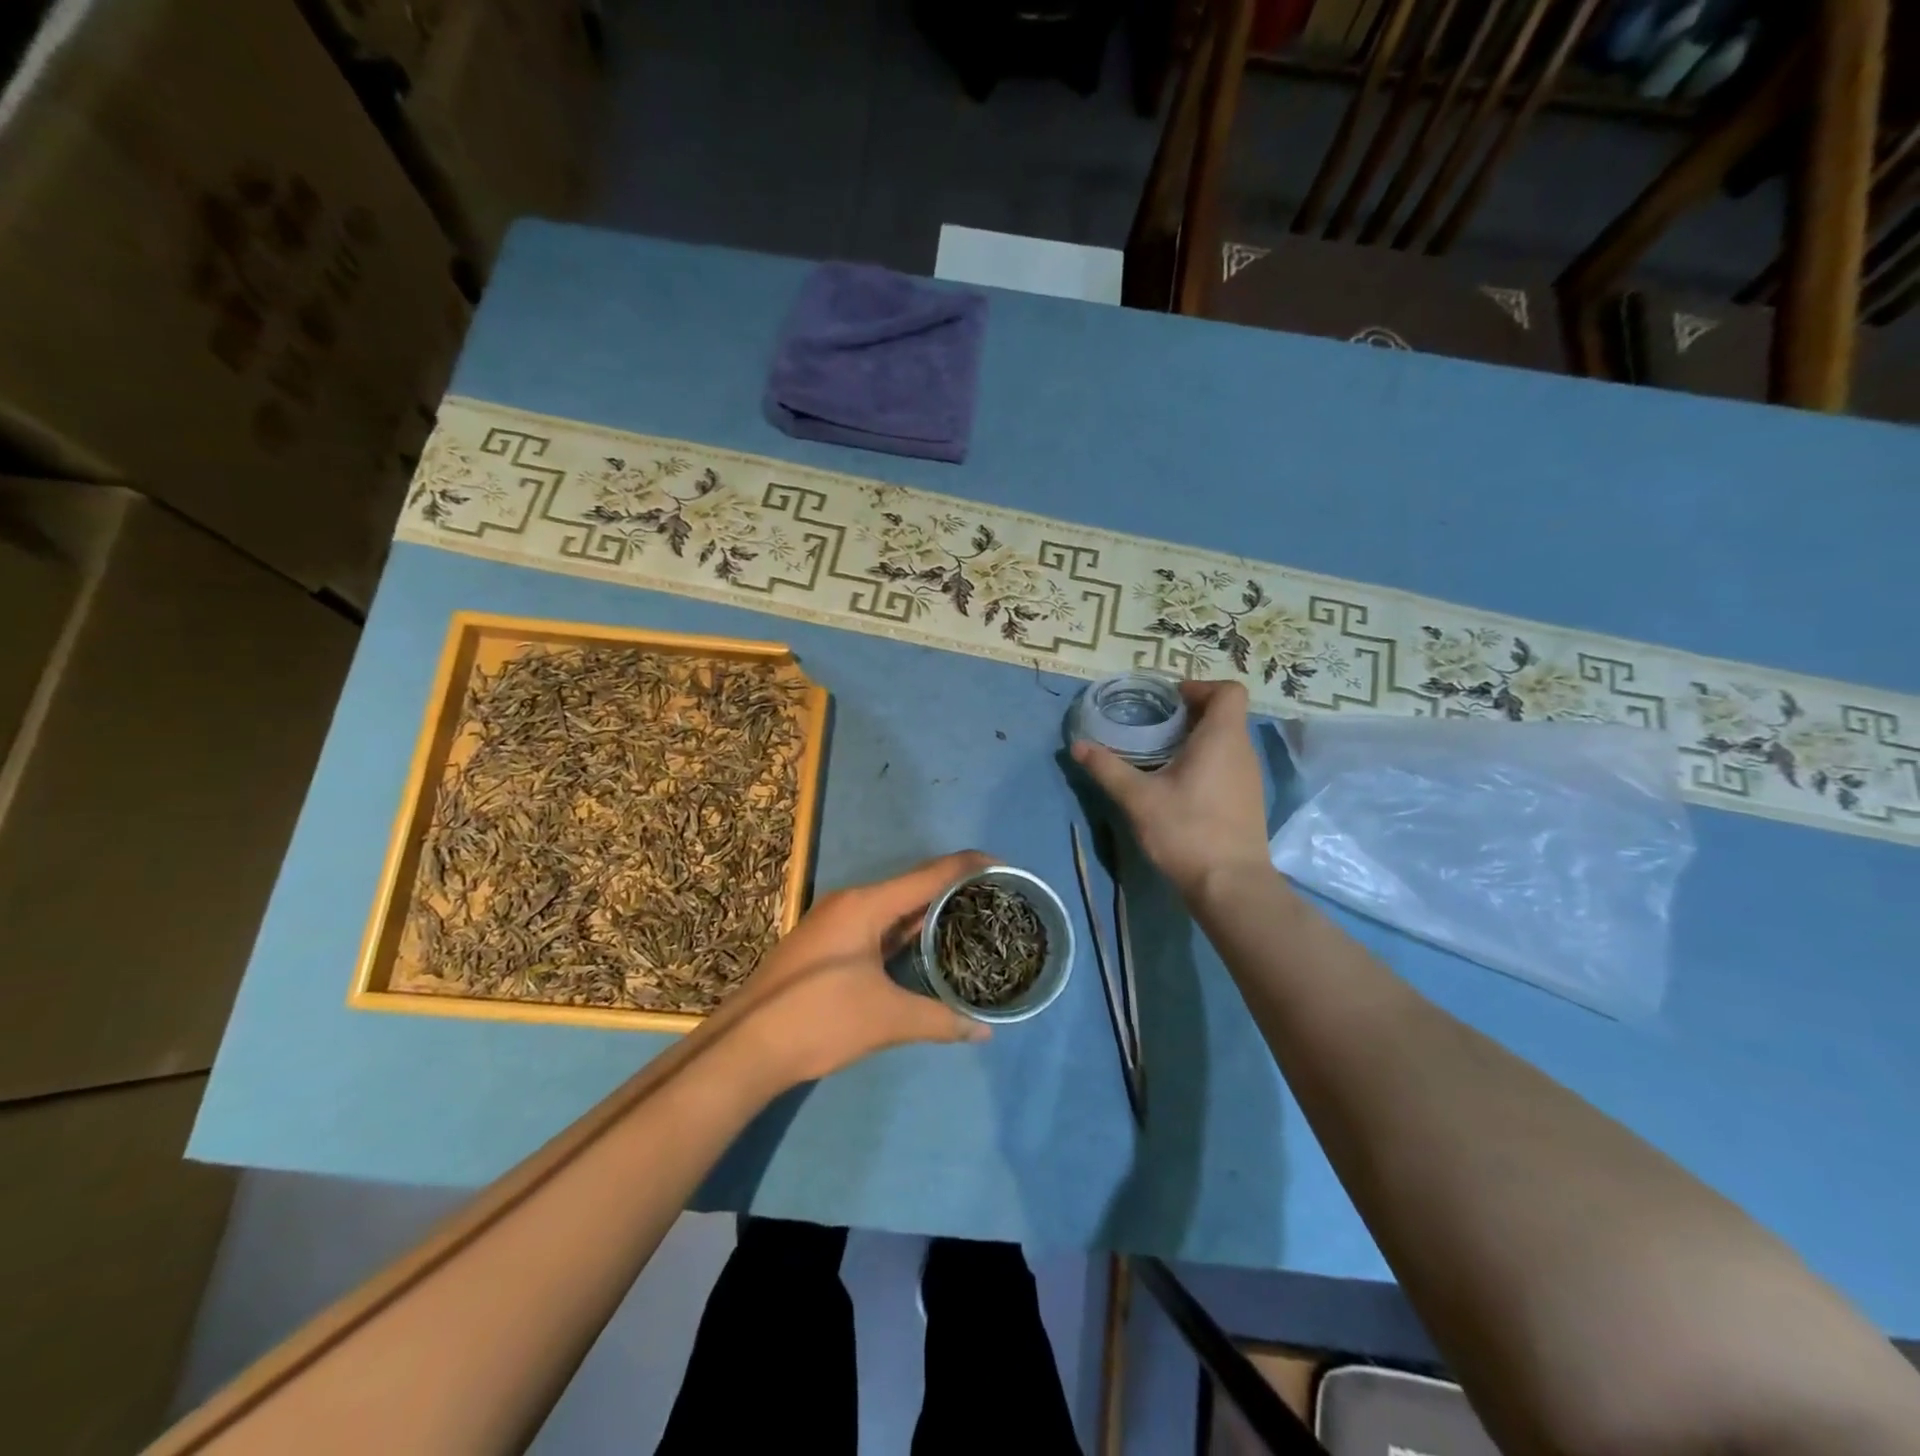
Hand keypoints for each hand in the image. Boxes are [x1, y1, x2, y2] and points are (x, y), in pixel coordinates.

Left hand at [723, 850, 993, 1084]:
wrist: (746, 1046)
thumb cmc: (820, 1019)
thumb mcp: (887, 1019)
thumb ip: (940, 1019)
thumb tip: (985, 1031)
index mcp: (866, 904)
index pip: (930, 874)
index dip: (969, 866)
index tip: (1005, 868)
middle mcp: (851, 902)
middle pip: (913, 886)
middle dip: (954, 890)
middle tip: (995, 900)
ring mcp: (835, 922)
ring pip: (894, 907)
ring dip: (929, 911)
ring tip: (970, 919)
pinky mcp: (827, 944)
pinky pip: (877, 924)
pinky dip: (906, 930)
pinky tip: (926, 947)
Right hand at [1071, 680, 1270, 903]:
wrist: (1230, 884)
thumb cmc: (1187, 830)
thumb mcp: (1138, 798)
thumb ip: (1108, 768)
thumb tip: (1078, 745)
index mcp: (1222, 737)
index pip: (1228, 690)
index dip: (1200, 687)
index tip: (1169, 701)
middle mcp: (1243, 751)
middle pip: (1225, 714)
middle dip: (1191, 713)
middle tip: (1155, 726)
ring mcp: (1250, 777)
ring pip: (1227, 741)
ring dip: (1198, 739)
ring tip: (1161, 755)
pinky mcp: (1247, 800)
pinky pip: (1229, 764)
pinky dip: (1207, 762)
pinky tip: (1179, 786)